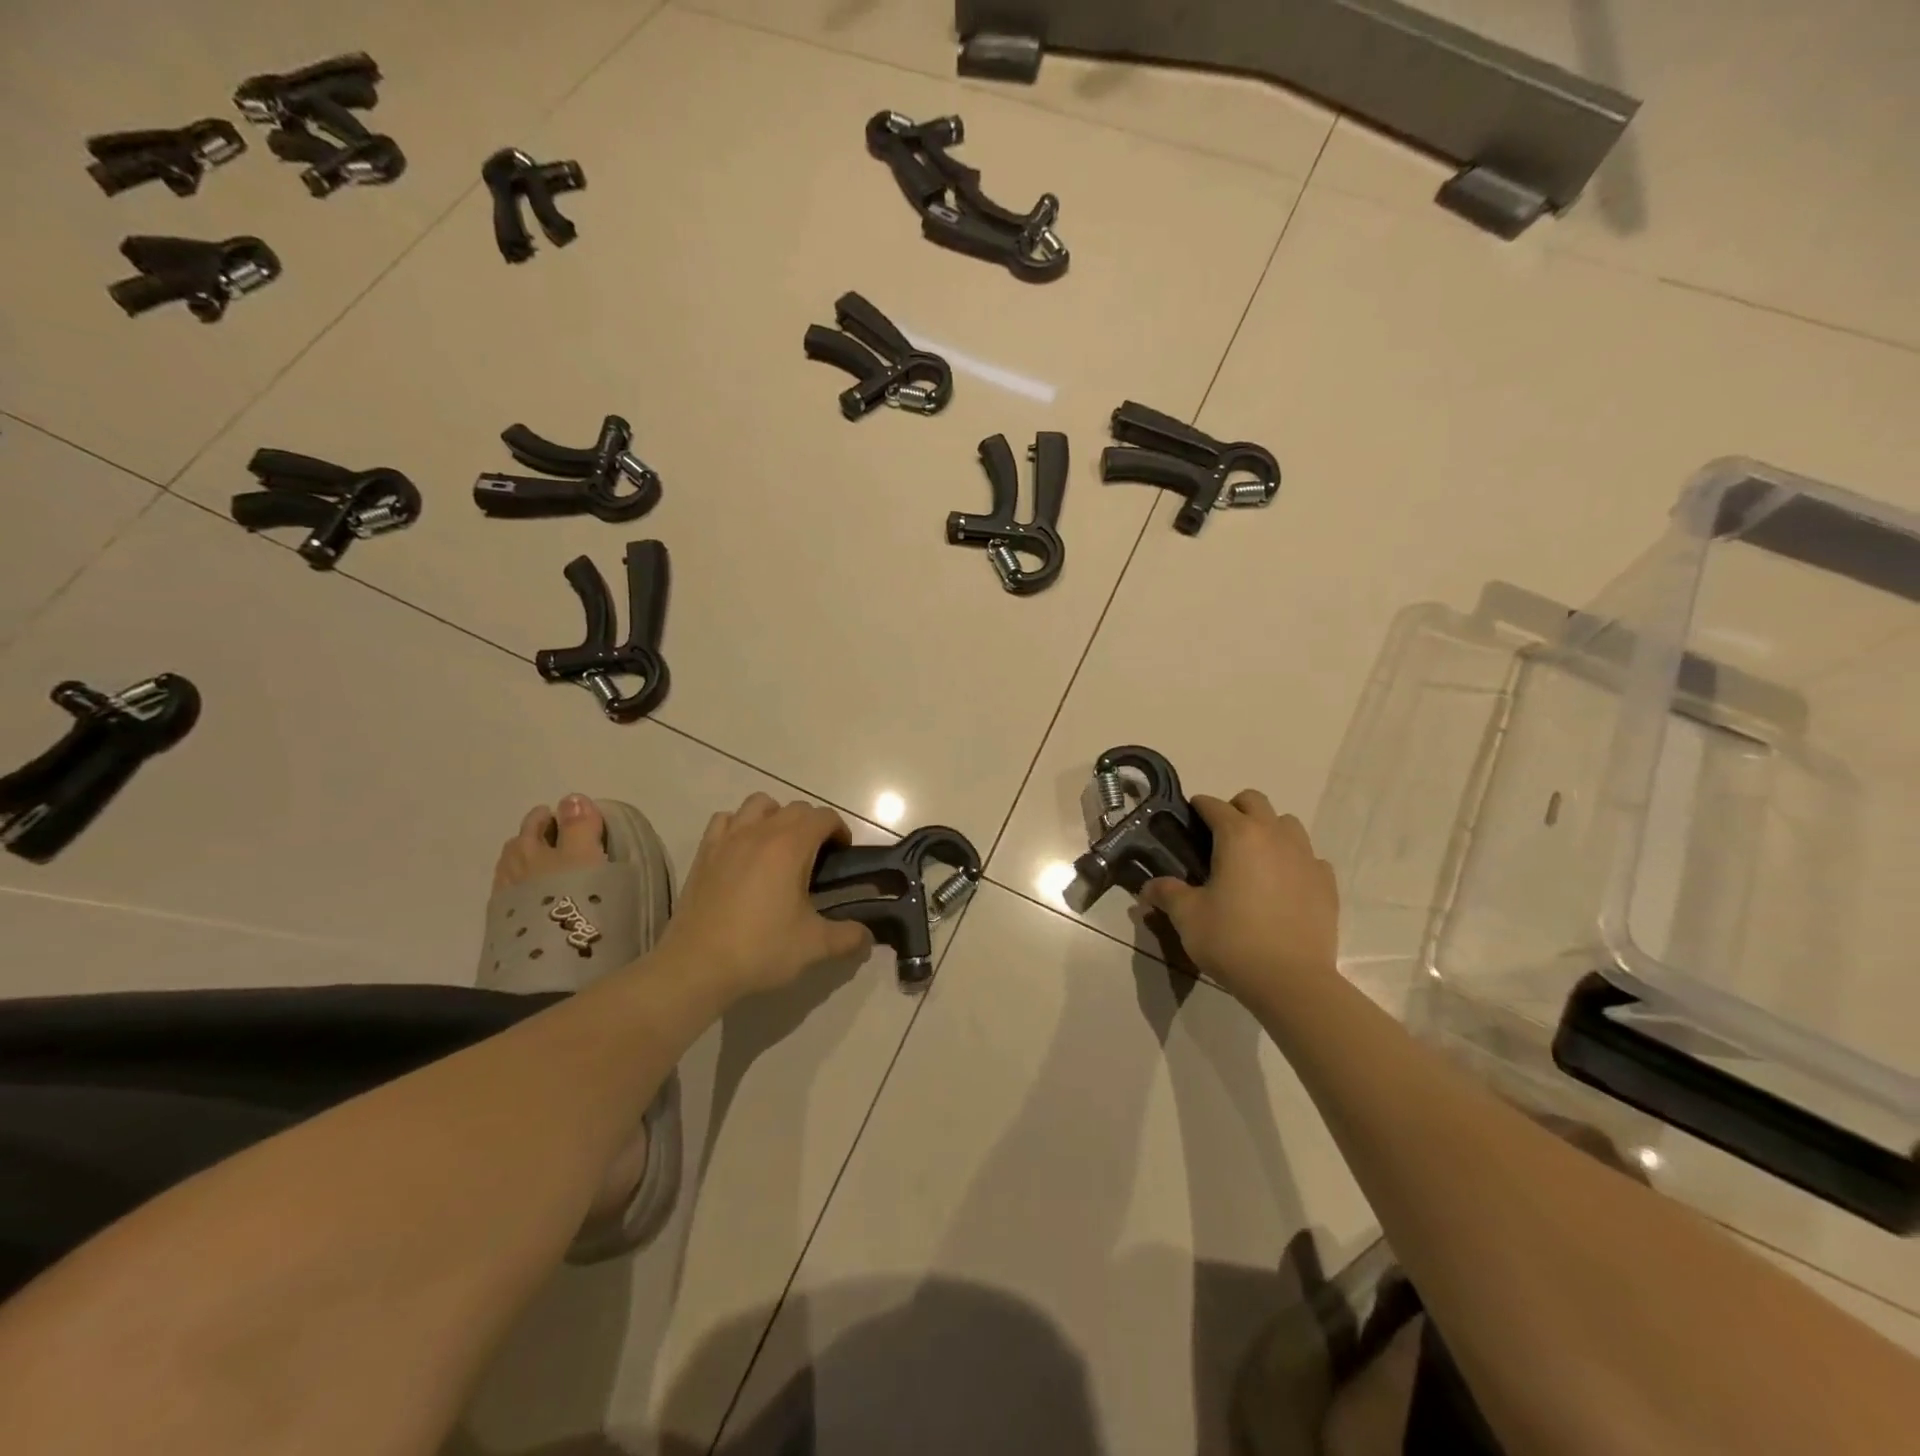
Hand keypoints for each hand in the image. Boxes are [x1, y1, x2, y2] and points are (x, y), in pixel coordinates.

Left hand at [655, 793, 872, 1003]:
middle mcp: (760, 832)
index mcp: (791, 847)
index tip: (842, 855)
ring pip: (758, 804)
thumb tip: (868, 936)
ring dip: (776, 816)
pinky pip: (725, 820)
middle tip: (817, 858)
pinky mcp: (704, 853)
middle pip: (795, 808)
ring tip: (779, 847)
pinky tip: (743, 851)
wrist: (696, 966)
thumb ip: (848, 937)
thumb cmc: (760, 949)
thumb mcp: (814, 946)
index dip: (839, 831)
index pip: (823, 817)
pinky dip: (739, 825)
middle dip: (812, 825)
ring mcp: (728, 839)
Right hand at [1139, 791, 1338, 1005]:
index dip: (1197, 808)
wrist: (1291, 981)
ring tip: (1253, 860)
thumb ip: (1166, 893)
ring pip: (1287, 824)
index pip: (1213, 805)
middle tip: (1218, 838)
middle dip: (1235, 810)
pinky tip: (1282, 886)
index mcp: (1238, 835)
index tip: (1187, 820)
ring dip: (1268, 831)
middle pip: (1254, 801)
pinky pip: (1309, 857)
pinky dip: (1294, 861)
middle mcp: (1275, 836)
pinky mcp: (1326, 883)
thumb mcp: (1187, 917)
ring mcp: (1306, 857)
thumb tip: (1147, 888)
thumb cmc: (1231, 940)